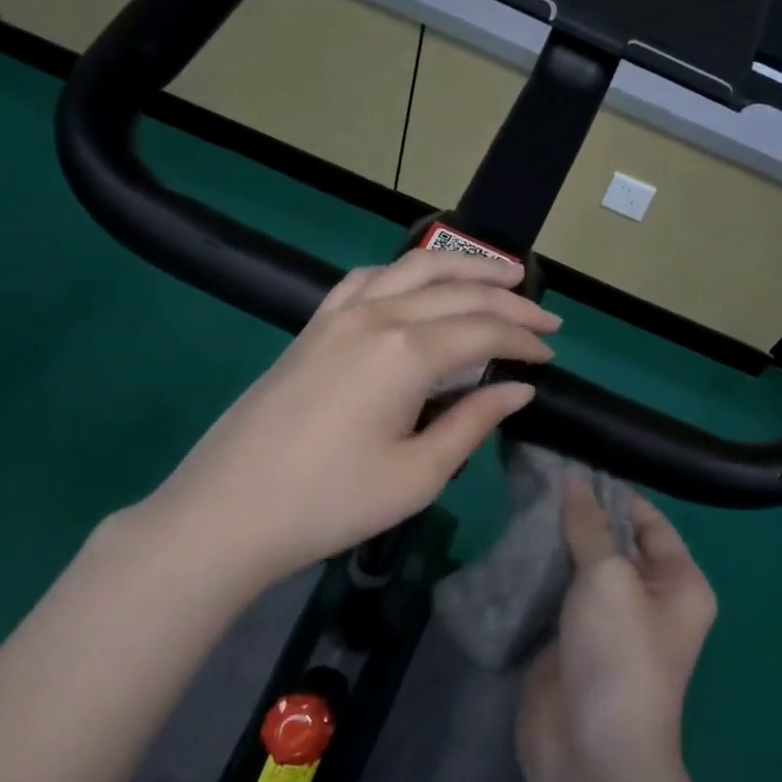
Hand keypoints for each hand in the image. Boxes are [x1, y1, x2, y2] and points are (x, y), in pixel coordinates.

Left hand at [135, 248, 559, 595]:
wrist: (228, 512)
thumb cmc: (331, 502)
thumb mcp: (418, 475)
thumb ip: (473, 422)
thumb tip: (519, 389)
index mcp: (406, 353)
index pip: (483, 331)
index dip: (524, 340)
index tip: (552, 355)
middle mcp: (376, 316)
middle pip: (456, 292)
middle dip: (509, 300)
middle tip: (547, 316)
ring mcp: (338, 316)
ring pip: (412, 269)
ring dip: (462, 268)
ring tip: (501, 273)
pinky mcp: (313, 327)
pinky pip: (367, 279)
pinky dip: (404, 272)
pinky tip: (417, 282)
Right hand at [520, 476, 717, 779]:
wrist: (591, 750)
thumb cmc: (619, 653)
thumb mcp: (609, 578)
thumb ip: (589, 526)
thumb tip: (573, 478)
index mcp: (679, 583)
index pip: (649, 522)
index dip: (615, 493)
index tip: (573, 464)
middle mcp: (649, 599)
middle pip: (613, 542)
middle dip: (579, 515)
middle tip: (538, 476)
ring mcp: (607, 622)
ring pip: (580, 568)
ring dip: (554, 542)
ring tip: (520, 500)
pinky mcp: (570, 640)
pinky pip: (555, 595)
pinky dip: (537, 573)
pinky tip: (511, 542)